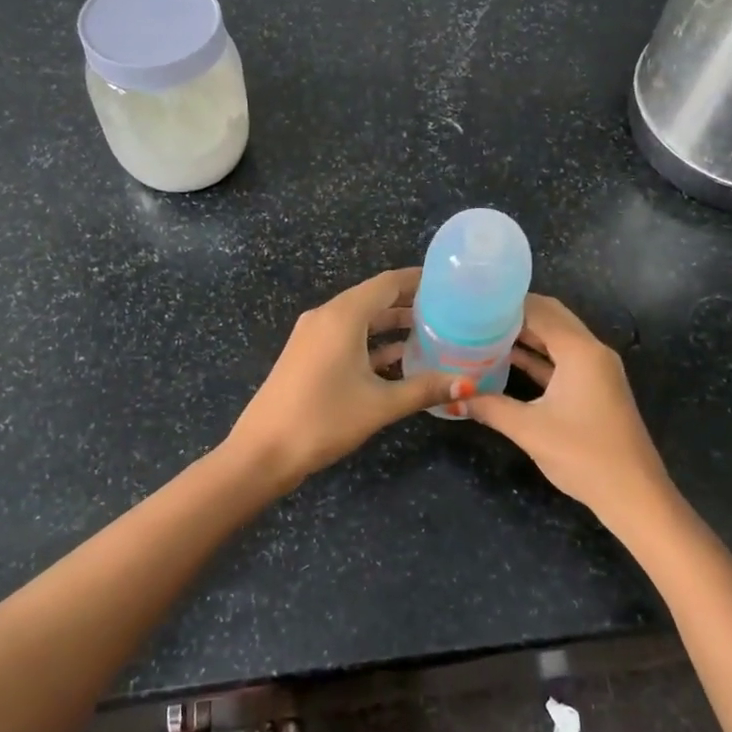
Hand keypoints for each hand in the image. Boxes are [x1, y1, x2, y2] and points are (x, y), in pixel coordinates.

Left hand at [225, 268, 470, 490]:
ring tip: (432, 332)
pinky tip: (399, 359)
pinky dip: (372, 342)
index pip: (387, 283)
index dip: (419, 280)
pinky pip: (346, 337)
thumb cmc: (324, 419)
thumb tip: (468, 385)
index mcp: (343, 316)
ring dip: (391, 324)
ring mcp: (313, 336)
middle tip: (448, 310)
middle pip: (374, 298)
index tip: (450, 283)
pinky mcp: (307, 355)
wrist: (263, 451)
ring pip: (360, 320)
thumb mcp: (380, 404)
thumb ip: (425, 389)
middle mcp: (326, 316)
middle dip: (409, 303)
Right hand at [466, 294, 676, 523]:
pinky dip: (538, 357)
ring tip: (484, 332)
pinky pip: (562, 360)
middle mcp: (592, 351)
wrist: (633, 495)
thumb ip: (490, 407)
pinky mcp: (595, 388)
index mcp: (580, 351)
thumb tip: (454, 396)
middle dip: (515, 314)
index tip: (473, 301)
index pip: (540, 310)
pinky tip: (507, 361)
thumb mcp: (529, 429)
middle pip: (552, 318)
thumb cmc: (583, 455)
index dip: (507, 303)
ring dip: (526, 335)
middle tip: (475, 313)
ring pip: (557, 339)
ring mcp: (596, 370)